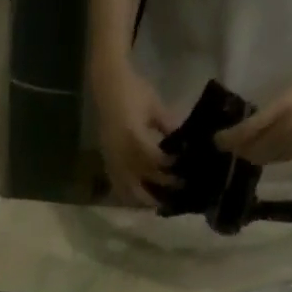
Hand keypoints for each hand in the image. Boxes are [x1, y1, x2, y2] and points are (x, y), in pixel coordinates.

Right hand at [94, 62, 179, 206]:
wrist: (108, 86)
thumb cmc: (133, 90)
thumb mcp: (154, 105)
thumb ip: (167, 124)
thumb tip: (183, 141)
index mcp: (132, 137)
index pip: (152, 160)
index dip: (167, 167)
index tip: (183, 170)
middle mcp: (120, 152)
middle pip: (140, 179)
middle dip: (159, 187)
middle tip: (176, 192)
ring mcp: (111, 159)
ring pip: (127, 188)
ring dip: (142, 198)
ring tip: (158, 205)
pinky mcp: (107, 161)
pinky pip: (116, 185)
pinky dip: (127, 195)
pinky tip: (137, 201)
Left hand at [214, 59, 291, 165]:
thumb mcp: (291, 90)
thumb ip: (268, 111)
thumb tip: (243, 129)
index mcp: (284, 112)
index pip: (247, 133)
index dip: (229, 139)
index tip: (216, 139)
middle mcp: (289, 133)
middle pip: (253, 151)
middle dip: (237, 150)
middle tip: (226, 144)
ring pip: (265, 158)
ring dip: (250, 155)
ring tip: (240, 149)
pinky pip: (278, 159)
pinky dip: (266, 156)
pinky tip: (263, 149)